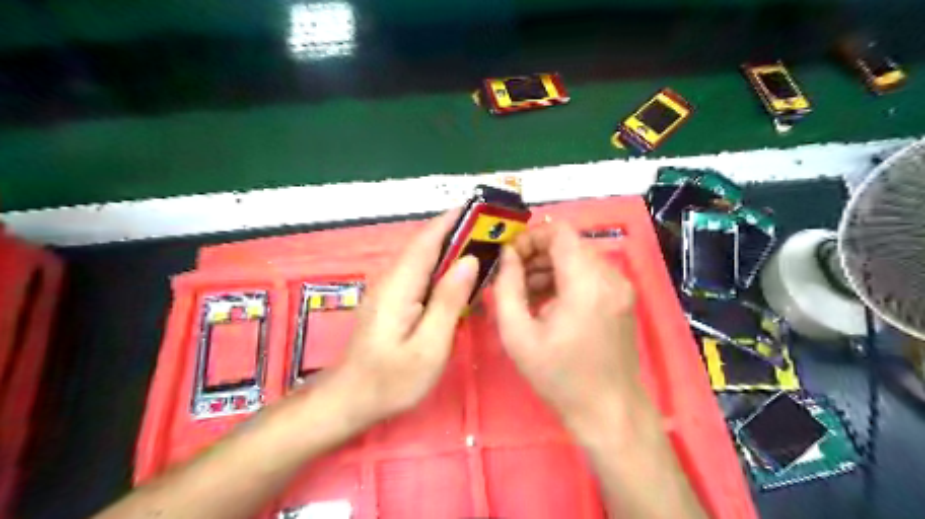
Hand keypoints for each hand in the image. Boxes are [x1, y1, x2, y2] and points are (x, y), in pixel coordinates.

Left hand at [322, 213, 475, 426]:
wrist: (352, 399)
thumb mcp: (429, 346)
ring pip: (423, 257)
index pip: (427, 240)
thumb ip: (448, 301)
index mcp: (400, 285)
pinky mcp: (393, 299)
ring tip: (484, 244)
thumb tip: (470, 260)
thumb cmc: (392, 379)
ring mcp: (390, 288)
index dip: (452, 220)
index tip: (480, 207)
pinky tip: (461, 275)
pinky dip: (443, 265)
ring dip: (452, 246)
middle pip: (425, 244)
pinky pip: (421, 272)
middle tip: (492, 228)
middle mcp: (392, 278)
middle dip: (457, 230)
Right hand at [495, 221, 644, 430]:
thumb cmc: (560, 377)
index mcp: (586, 282)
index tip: (509, 258)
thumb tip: (506, 255)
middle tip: (512, 279)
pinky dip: (566, 280)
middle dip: (536, 255)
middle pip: (568, 244)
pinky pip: (589, 275)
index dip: (530, 236)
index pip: (559, 232)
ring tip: (526, 296)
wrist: (609, 412)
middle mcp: (610, 276)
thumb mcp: (518, 335)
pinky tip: (547, 305)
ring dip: (549, 268)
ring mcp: (621, 287)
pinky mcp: (622, 298)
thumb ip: (506, 287)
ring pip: (578, 258)